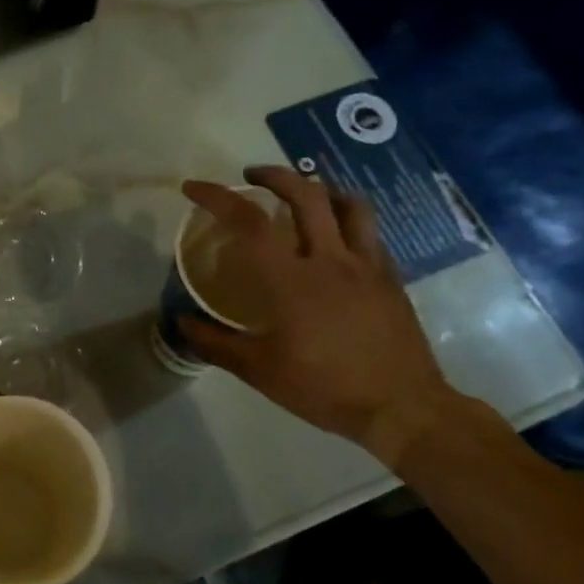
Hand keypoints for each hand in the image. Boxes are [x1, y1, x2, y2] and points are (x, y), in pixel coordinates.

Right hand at [180, 167, 458, 466]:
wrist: (401, 407)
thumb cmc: (323, 388)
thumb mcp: (259, 371)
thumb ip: (216, 343)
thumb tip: (182, 323)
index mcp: (291, 279)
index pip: (249, 222)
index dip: (218, 197)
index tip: (194, 187)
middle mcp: (330, 259)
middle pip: (305, 193)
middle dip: (274, 175)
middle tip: (252, 178)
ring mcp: (367, 265)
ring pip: (348, 204)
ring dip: (320, 189)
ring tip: (302, 194)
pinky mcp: (390, 277)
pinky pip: (369, 232)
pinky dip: (347, 219)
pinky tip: (336, 237)